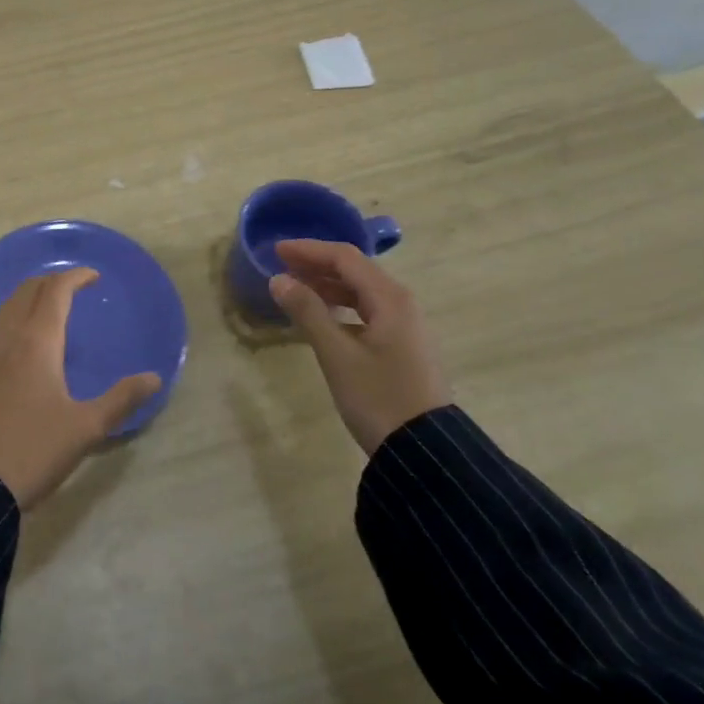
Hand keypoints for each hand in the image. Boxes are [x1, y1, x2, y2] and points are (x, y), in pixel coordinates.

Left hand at [0, 268, 161, 510]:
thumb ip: (121, 399)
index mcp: (38, 342)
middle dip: (51, 281)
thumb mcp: (87, 427)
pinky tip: (24, 337)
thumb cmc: (36, 448)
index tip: (94, 276)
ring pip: (9, 307)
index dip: (74, 277)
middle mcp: (12, 339)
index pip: (55, 292)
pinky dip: (16, 315)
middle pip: (28, 292)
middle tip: (75, 285)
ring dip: (30, 295)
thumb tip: (154, 377)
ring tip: (50, 302)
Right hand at [270, 240, 450, 455]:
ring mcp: (406, 326)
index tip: (276, 250)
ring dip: (328, 285)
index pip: (344, 258)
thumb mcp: (337, 355)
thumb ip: (307, 312)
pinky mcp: (403, 346)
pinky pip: (367, 311)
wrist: (426, 453)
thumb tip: (279, 279)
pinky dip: (341, 306)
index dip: (308, 250)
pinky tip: (322, 318)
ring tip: (295, 290)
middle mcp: (402, 304)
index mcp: (390, 299)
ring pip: (361, 291)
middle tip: (281, 268)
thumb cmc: (379, 398)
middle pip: (355, 270)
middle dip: (317, 265)